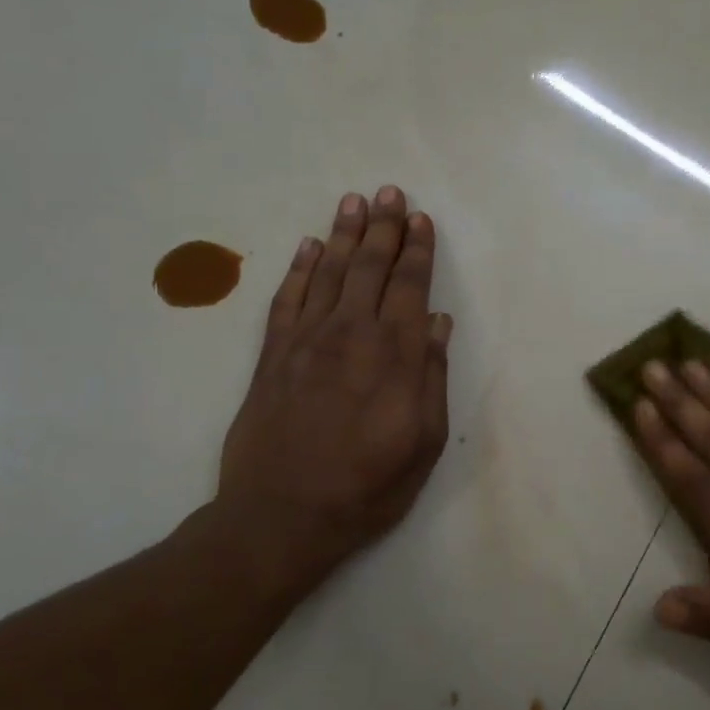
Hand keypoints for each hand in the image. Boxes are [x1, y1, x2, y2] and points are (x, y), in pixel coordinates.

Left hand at [191, 186, 452, 603]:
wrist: (281, 517)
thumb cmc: (367, 486)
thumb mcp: (423, 442)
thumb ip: (431, 376)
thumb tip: (437, 323)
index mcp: (394, 355)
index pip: (409, 286)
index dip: (417, 250)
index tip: (420, 219)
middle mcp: (351, 334)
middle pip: (370, 267)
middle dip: (383, 227)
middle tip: (390, 192)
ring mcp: (306, 341)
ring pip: (329, 272)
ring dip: (344, 234)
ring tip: (354, 201)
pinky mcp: (272, 355)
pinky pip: (287, 299)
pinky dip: (300, 269)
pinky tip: (309, 246)